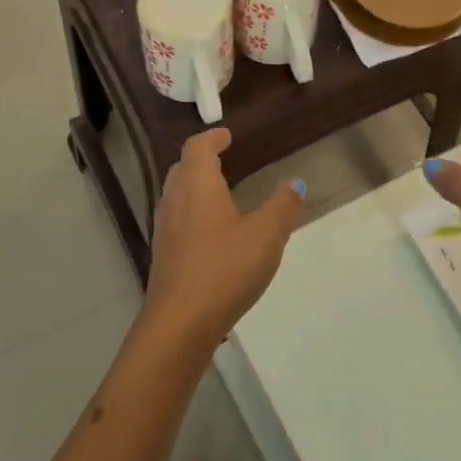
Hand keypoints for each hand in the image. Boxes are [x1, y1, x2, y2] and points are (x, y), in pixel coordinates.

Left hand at [140, 129, 305, 351]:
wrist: (179, 324)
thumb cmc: (224, 269)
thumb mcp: (266, 236)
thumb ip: (283, 207)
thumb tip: (295, 183)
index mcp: (197, 187)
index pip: (198, 149)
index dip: (212, 138)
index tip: (227, 135)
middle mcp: (175, 202)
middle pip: (181, 169)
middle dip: (200, 160)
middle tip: (223, 160)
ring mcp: (165, 232)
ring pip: (176, 196)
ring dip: (194, 187)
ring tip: (219, 194)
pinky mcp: (164, 258)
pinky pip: (176, 222)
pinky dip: (192, 213)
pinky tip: (211, 233)